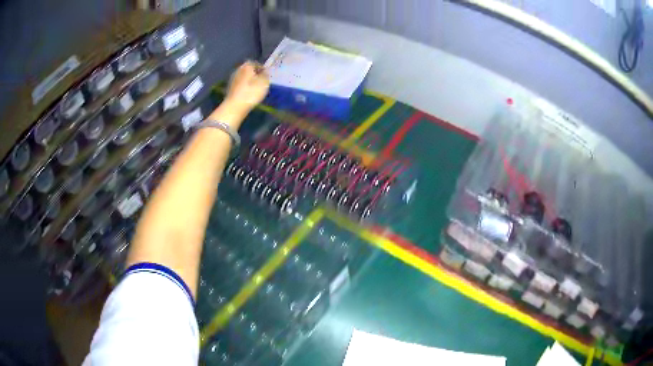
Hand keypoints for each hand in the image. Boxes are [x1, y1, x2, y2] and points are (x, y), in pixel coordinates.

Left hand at [224, 61, 269, 113]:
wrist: (234, 107)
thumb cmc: (251, 92)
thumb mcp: (264, 82)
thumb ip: (266, 75)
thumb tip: (265, 72)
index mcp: (247, 66)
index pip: (255, 63)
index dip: (262, 68)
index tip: (266, 74)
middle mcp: (238, 70)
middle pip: (248, 70)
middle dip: (254, 74)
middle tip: (261, 80)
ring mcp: (232, 79)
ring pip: (243, 77)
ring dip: (249, 81)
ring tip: (255, 88)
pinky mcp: (230, 89)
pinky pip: (239, 85)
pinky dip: (244, 87)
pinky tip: (248, 93)